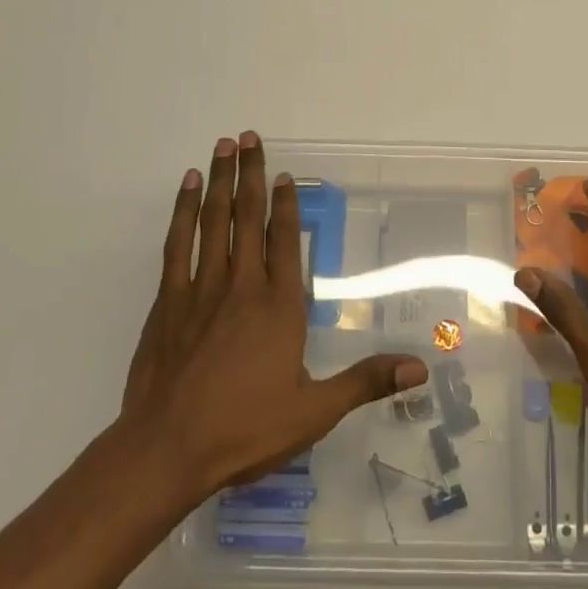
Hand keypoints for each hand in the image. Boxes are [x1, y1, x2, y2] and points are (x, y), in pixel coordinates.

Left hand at [118, 132, 428, 505]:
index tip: (283, 175)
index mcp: (278, 306)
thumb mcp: (314, 411)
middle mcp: (241, 286)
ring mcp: (200, 290)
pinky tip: (188, 190)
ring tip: (222, 147)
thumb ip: (365, 382)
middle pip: (246, 218)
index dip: (285, 205)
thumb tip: (420, 366)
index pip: (284, 241)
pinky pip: (178, 245)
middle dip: (250, 174)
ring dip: (219, 182)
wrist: (167, 451)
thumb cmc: (244, 429)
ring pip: (212, 222)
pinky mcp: (168, 302)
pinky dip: (183, 213)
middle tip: (248, 137)